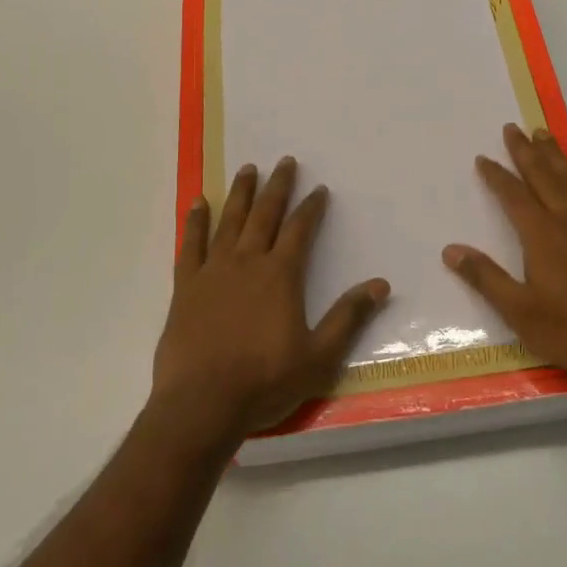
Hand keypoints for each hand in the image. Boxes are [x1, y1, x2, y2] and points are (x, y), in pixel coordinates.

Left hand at [153, 157, 390, 441]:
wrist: (201, 406)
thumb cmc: (264, 382)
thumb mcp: (319, 356)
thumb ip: (348, 317)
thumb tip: (381, 284)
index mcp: (280, 275)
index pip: (300, 229)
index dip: (311, 207)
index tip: (319, 189)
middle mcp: (247, 262)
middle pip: (265, 214)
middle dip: (278, 187)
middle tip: (284, 161)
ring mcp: (213, 271)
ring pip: (229, 221)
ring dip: (241, 193)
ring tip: (248, 169)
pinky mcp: (186, 287)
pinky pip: (190, 245)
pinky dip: (195, 222)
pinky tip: (198, 202)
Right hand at [443, 124, 566, 393]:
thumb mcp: (521, 312)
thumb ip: (486, 278)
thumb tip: (451, 250)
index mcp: (541, 234)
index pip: (513, 195)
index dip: (496, 176)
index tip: (483, 158)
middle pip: (543, 175)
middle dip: (525, 151)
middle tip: (512, 128)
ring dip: (554, 154)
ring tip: (542, 133)